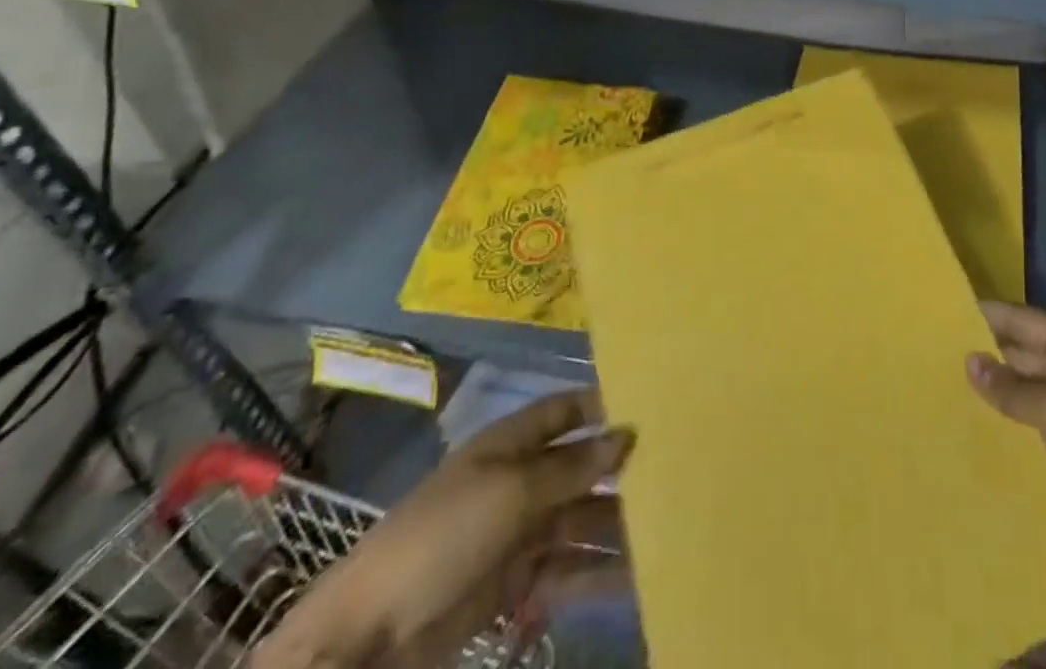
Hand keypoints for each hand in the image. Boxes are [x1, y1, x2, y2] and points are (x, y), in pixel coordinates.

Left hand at [253, 390, 632, 668]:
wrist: (370, 638)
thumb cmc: (444, 536)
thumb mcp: (512, 491)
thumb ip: (572, 467)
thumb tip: (627, 435)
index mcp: (511, 445)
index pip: (565, 411)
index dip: (602, 407)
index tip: (651, 407)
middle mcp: (519, 482)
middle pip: (580, 469)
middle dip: (620, 472)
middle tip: (674, 472)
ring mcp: (518, 534)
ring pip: (580, 520)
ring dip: (617, 525)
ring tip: (666, 528)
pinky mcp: (516, 585)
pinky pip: (568, 570)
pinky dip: (598, 572)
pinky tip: (634, 575)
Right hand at [967, 302, 1045, 596]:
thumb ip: (1014, 387)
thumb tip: (970, 360)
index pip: (1028, 322)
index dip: (991, 315)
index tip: (947, 311)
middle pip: (1026, 355)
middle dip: (986, 353)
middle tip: (933, 351)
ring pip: (1026, 393)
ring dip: (993, 392)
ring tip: (942, 387)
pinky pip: (1032, 430)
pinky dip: (1006, 427)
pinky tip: (971, 430)